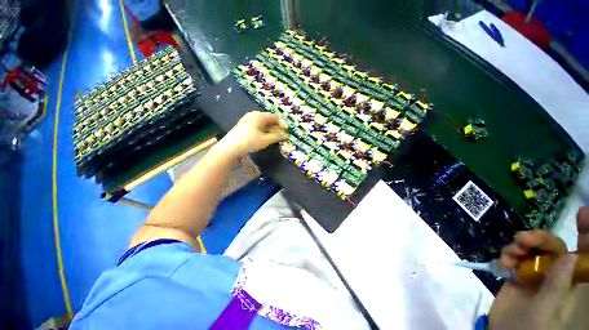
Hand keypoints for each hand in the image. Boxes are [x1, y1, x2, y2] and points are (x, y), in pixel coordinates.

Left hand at [218, 111, 287, 157]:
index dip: (282, 124)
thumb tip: (286, 135)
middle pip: (269, 119)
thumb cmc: (250, 142)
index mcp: (259, 116)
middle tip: (281, 135)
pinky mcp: (243, 125)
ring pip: (263, 123)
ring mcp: (247, 119)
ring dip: (270, 130)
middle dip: (276, 127)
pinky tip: (264, 137)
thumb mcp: (266, 140)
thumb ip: (277, 136)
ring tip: (274, 137)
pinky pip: (257, 125)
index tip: (286, 132)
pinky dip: (263, 130)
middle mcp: (253, 115)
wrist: (231, 147)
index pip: (274, 117)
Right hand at [488, 207, 588, 328]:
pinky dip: (507, 255)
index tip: (580, 213)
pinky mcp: (518, 274)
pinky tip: (503, 262)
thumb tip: (567, 255)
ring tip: (510, 253)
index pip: (582, 253)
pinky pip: (515, 256)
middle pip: (552, 246)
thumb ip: (557, 285)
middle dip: (539, 238)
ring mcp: (535, 273)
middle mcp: (554, 273)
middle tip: (522, 239)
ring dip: (520, 246)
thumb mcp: (545, 309)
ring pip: (532, 249)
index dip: (585, 232)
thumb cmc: (530, 328)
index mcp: (568, 281)